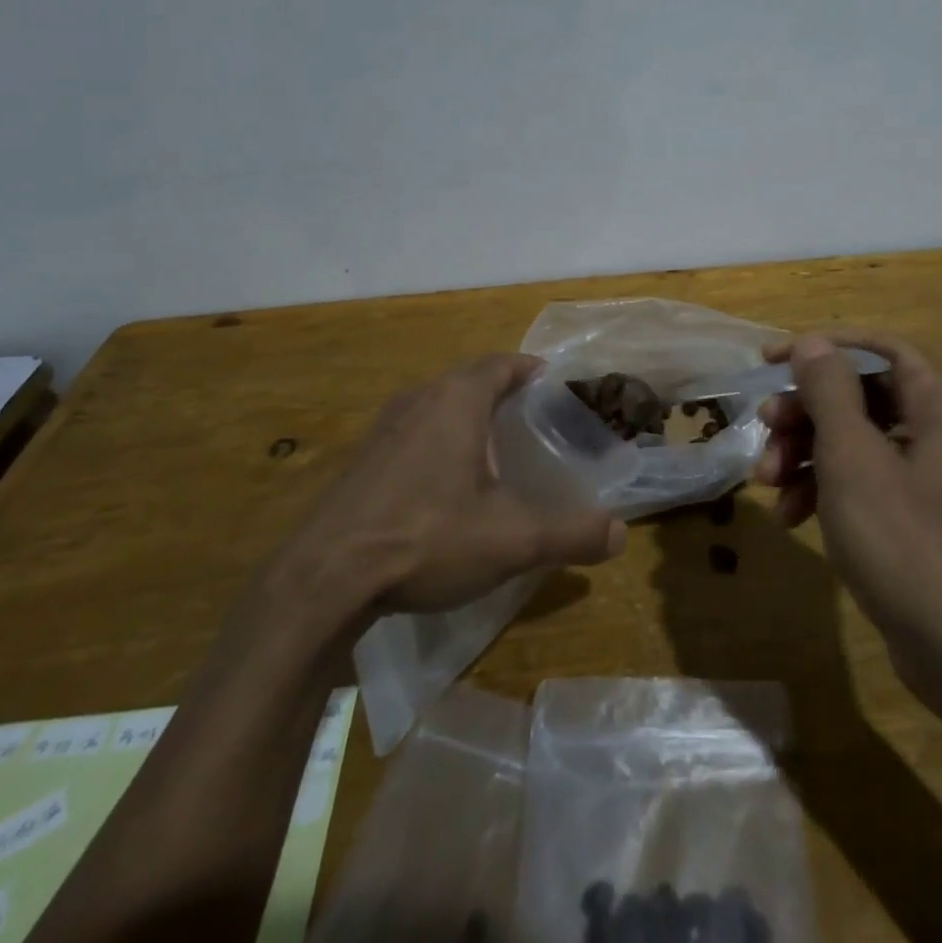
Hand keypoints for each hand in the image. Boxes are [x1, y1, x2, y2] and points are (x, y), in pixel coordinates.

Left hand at [255, 354, 626, 653]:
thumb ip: (570, 533)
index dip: (529, 369)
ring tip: (493, 450)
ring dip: (465, 417)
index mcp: (457, 400)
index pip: (501, 363)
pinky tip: (443, 486)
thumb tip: (619, 535)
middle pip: (468, 380)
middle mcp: (418, 399)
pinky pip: (411, 433)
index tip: (553, 385)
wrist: (321, 579)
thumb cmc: (426, 537)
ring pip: (436, 406)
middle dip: (501, 393)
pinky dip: (436, 443)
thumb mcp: (511, 539)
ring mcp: (382, 428)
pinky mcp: (360, 460)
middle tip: (531, 421)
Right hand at [753, 329, 941, 694]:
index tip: (768, 362)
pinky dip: (834, 490)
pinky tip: (792, 516)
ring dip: (810, 456)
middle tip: (763, 430)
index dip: (818, 350)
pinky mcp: (934, 517)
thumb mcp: (852, 457)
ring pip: (864, 442)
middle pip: (865, 398)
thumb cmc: (907, 543)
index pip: (877, 350)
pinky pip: (877, 482)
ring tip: (767, 483)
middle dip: (807, 415)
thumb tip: (814, 344)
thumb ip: (829, 390)